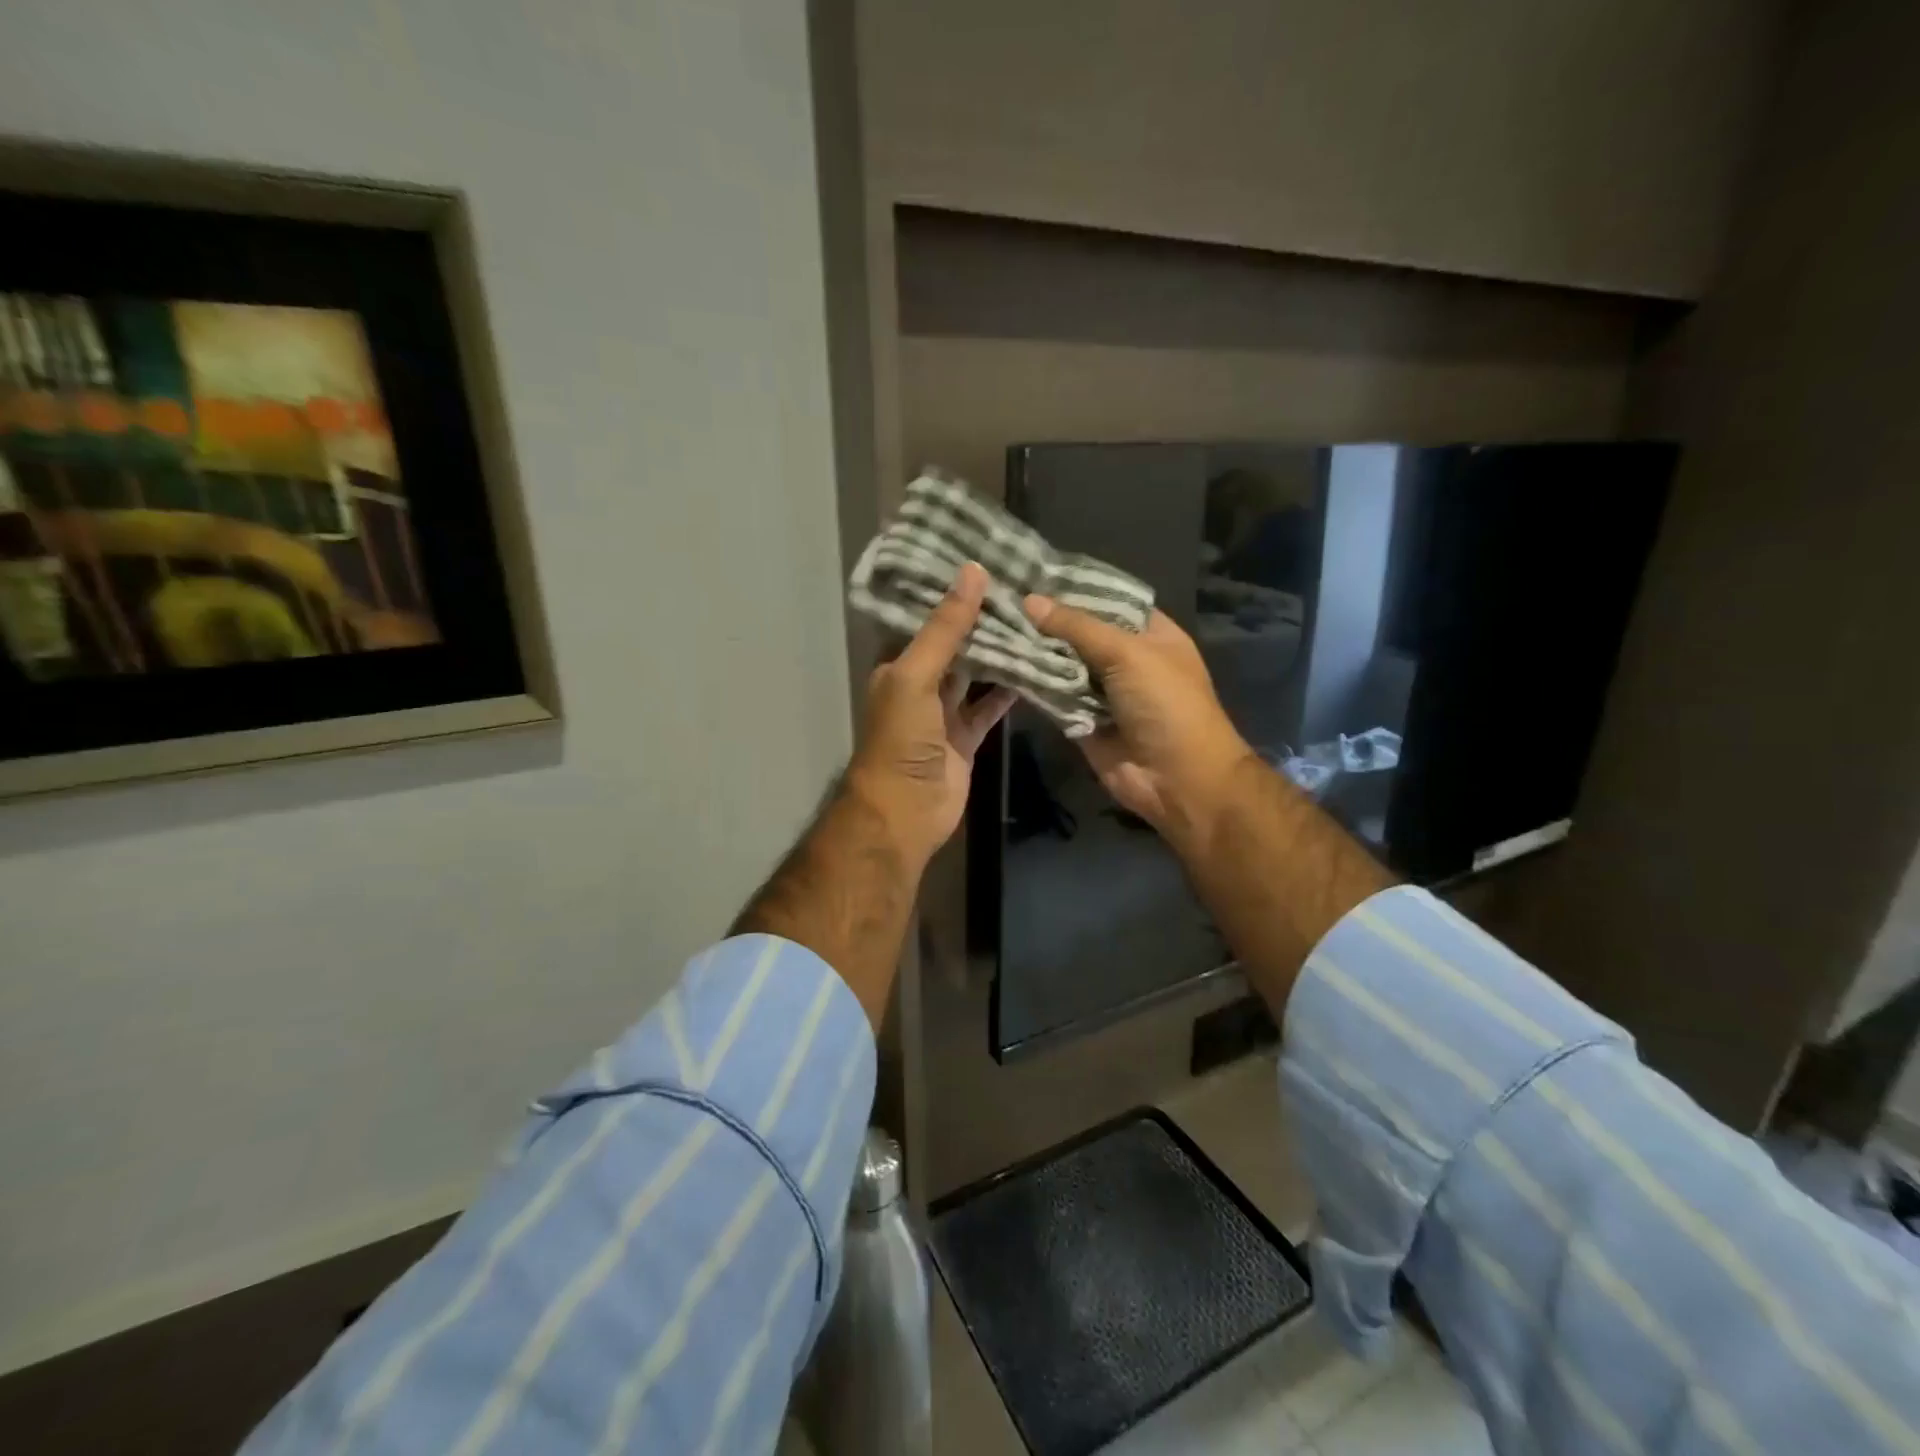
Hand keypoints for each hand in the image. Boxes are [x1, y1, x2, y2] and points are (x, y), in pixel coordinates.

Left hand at [848, 561, 1016, 867]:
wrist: (906, 810)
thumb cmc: (901, 738)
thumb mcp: (916, 675)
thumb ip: (945, 628)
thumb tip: (972, 571)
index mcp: (898, 666)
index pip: (925, 620)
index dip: (951, 594)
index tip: (986, 563)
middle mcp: (919, 685)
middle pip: (953, 646)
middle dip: (980, 621)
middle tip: (1020, 587)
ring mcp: (943, 714)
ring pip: (975, 675)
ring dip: (998, 654)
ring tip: (1033, 619)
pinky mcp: (966, 738)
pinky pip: (989, 707)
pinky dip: (1008, 691)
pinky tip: (1035, 668)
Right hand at [1022, 597, 1254, 848]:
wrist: (1177, 778)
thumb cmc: (1166, 704)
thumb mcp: (1128, 653)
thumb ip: (1077, 627)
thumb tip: (1030, 601)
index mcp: (1149, 633)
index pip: (1106, 600)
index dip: (1072, 587)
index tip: (1029, 572)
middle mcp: (1124, 658)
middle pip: (1078, 632)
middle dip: (1044, 619)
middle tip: (998, 597)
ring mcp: (1101, 691)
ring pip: (1061, 664)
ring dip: (1032, 650)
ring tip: (988, 622)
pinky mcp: (1080, 720)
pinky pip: (1052, 696)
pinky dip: (1030, 683)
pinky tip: (998, 660)